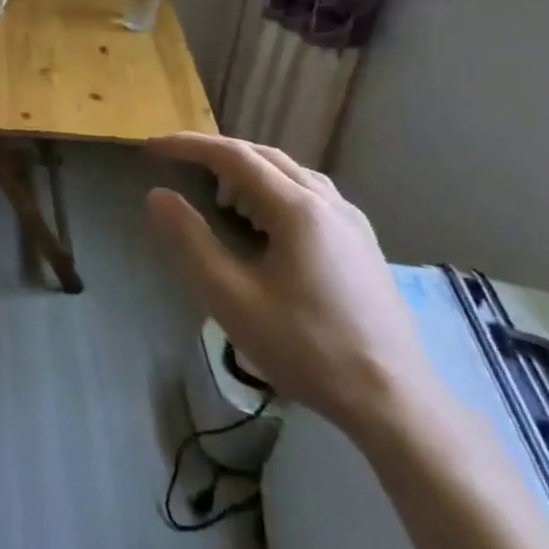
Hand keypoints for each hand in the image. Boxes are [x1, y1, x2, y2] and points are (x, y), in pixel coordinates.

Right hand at [145, 132, 438, 444]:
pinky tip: (266, 222)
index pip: (234, 156)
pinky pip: (311, 195)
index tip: (153, 148)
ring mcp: (353, 222)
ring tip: (219, 193)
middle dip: (217, 153)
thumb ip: (191, 241)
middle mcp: (329, 203)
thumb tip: (157, 196)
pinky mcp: (363, 244)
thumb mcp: (233, 298)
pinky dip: (275, 190)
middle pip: (265, 156)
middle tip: (179, 163)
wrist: (396, 402)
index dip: (189, 146)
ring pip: (292, 174)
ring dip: (249, 171)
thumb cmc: (308, 349)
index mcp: (299, 209)